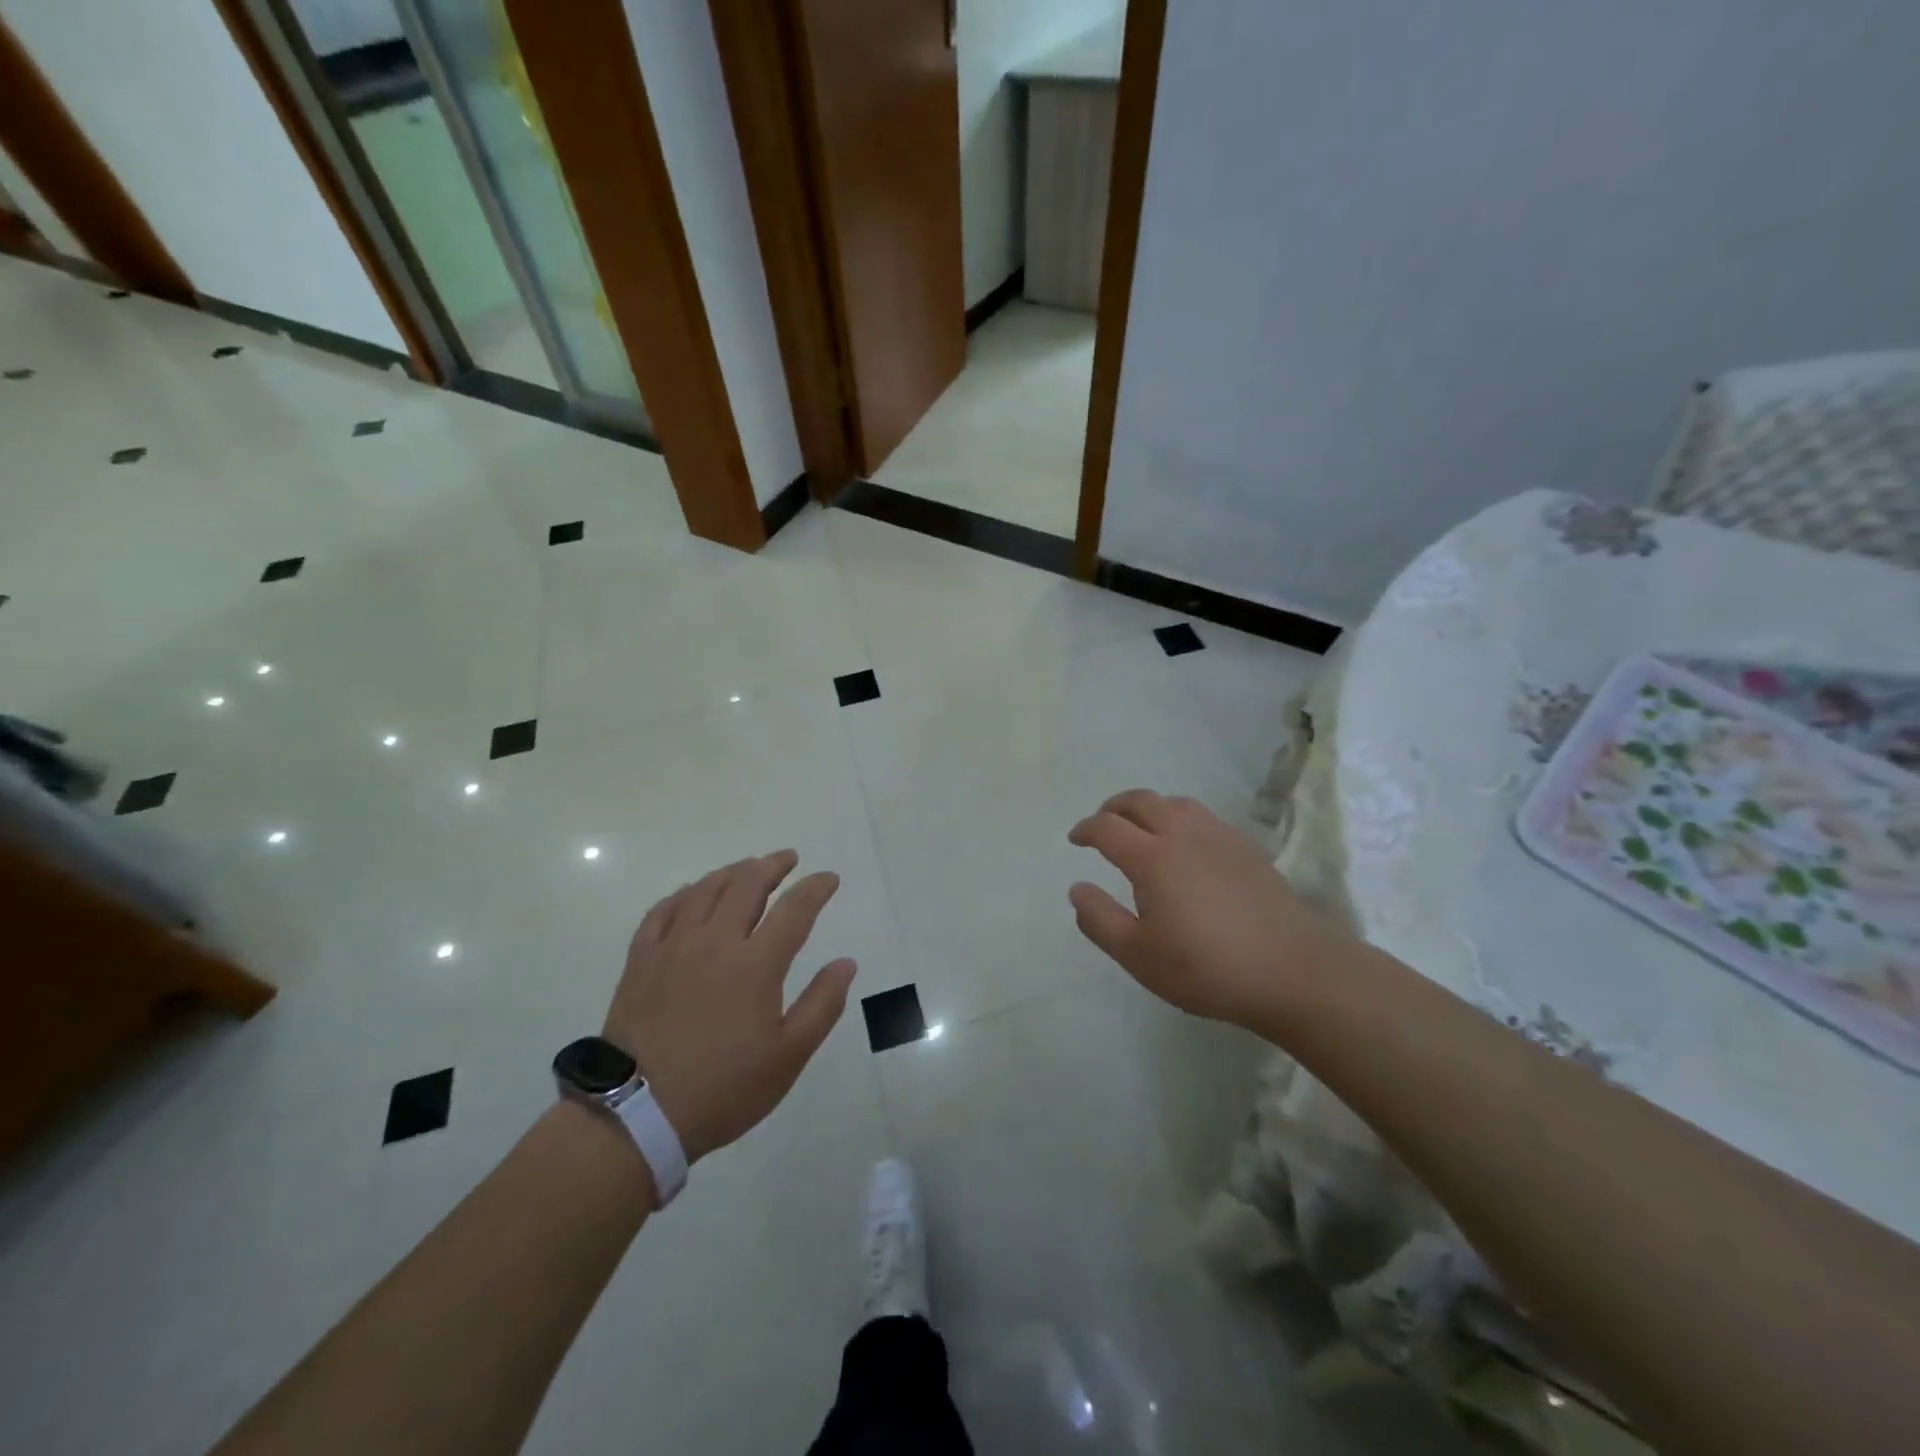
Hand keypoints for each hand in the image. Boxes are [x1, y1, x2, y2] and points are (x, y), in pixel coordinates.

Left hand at [605, 851, 855, 1162]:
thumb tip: (846, 962)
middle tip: (788, 859)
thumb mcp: (788, 1056)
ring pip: (705, 890)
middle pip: (746, 884)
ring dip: (732, 872)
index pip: (795, 909)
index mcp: (756, 964)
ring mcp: (673, 947)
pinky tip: (692, 894)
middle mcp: (715, 942)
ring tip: (747, 868)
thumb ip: (822, 1004)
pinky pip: (663, 911)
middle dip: (772, 865)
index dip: (816, 888)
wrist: (637, 1115)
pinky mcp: (641, 961)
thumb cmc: (723, 1087)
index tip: (829, 878)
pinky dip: (683, 894)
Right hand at [1068, 790, 1348, 1028]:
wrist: (1292, 970)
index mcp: (1151, 857)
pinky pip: (1203, 817)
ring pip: (1175, 803)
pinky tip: (1186, 844)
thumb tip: (1077, 888)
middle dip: (1114, 808)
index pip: (1107, 827)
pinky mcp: (1246, 848)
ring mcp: (1219, 837)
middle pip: (1141, 801)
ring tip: (1142, 827)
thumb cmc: (1207, 967)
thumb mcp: (1139, 956)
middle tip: (1102, 824)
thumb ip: (1100, 920)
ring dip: (1149, 807)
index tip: (1075, 839)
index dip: (1086, 829)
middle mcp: (1183, 835)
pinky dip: (1180, 818)